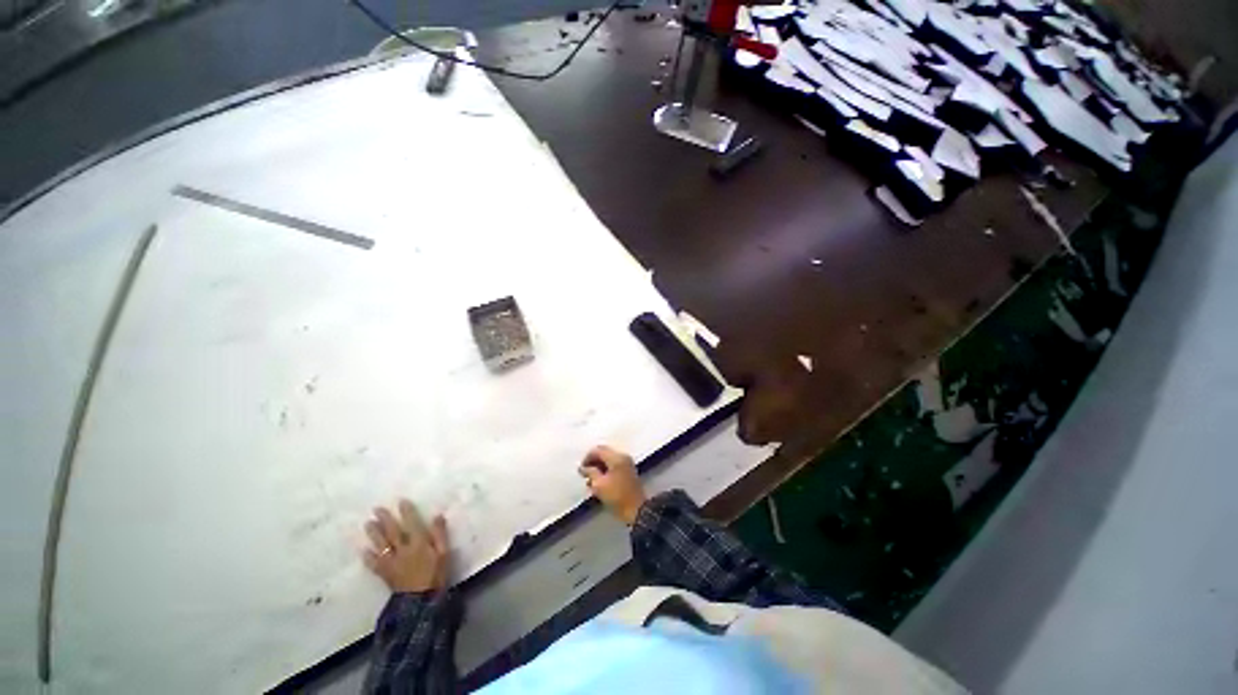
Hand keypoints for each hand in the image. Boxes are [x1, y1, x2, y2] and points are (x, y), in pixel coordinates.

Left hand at [363, 499, 449, 592]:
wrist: (420, 602)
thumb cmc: (436, 575)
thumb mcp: (444, 553)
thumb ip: (440, 534)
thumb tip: (437, 515)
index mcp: (419, 543)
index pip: (412, 523)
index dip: (406, 512)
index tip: (401, 501)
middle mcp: (403, 549)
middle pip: (392, 532)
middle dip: (385, 520)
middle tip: (376, 509)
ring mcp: (392, 562)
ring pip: (381, 545)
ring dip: (374, 534)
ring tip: (368, 524)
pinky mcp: (385, 574)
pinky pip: (375, 564)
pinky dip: (368, 557)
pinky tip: (363, 551)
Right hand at [579, 446, 646, 524]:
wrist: (637, 510)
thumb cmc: (617, 496)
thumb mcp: (599, 485)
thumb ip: (590, 473)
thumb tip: (583, 468)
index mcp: (616, 457)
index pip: (598, 450)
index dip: (587, 458)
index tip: (581, 470)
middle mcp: (623, 457)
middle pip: (604, 453)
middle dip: (593, 463)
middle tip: (585, 475)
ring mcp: (627, 464)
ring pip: (608, 460)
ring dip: (599, 468)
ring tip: (591, 482)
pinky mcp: (629, 472)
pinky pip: (614, 466)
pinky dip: (605, 472)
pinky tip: (600, 483)